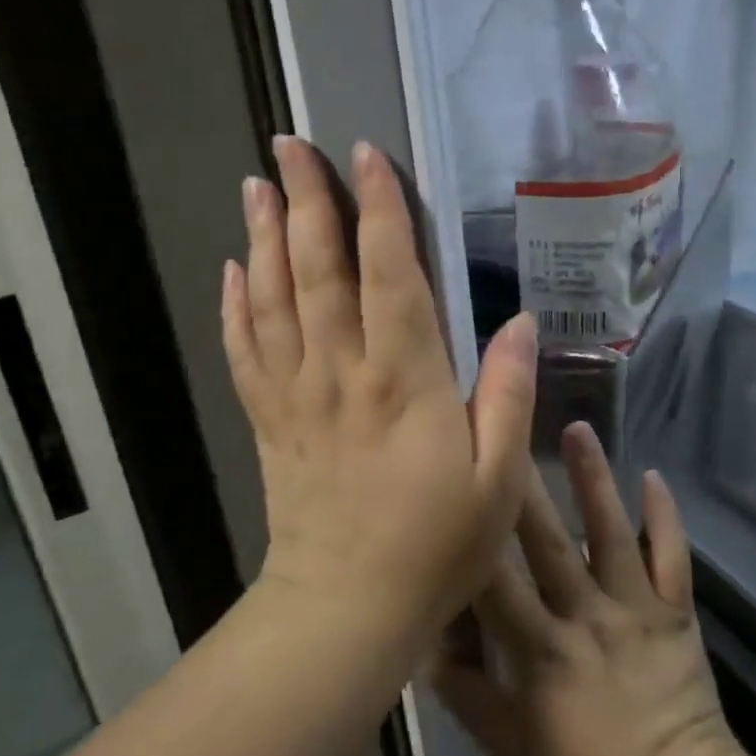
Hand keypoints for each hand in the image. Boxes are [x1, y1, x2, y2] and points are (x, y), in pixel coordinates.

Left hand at [222, 136, 536, 648]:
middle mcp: (341, 369)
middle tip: (288, 145)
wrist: (345, 611)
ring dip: (264, 235)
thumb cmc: (435, 544)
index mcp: (403, 377)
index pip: (388, 271)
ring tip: (256, 185)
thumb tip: (522, 321)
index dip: (379, 208)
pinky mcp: (269, 418)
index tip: (367, 155)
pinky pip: (244, 349)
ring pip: (273, 297)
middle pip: (318, 267)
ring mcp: (295, 392)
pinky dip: (236, 304)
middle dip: (306, 199)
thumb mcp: (498, 477)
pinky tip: (234, 268)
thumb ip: (509, 392)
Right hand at [434, 424, 741, 755]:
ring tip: (579, 429)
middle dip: (525, 485)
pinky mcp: (676, 610)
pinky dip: (664, 516)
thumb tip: (424, 641)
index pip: (495, 580)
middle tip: (508, 428)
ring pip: (610, 533)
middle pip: (548, 541)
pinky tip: (654, 475)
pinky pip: (671, 556)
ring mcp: (635, 608)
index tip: (457, 481)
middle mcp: (585, 617)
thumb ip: (466, 694)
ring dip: (594, 480)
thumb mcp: (511, 748)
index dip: (474, 531)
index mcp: (540, 651)